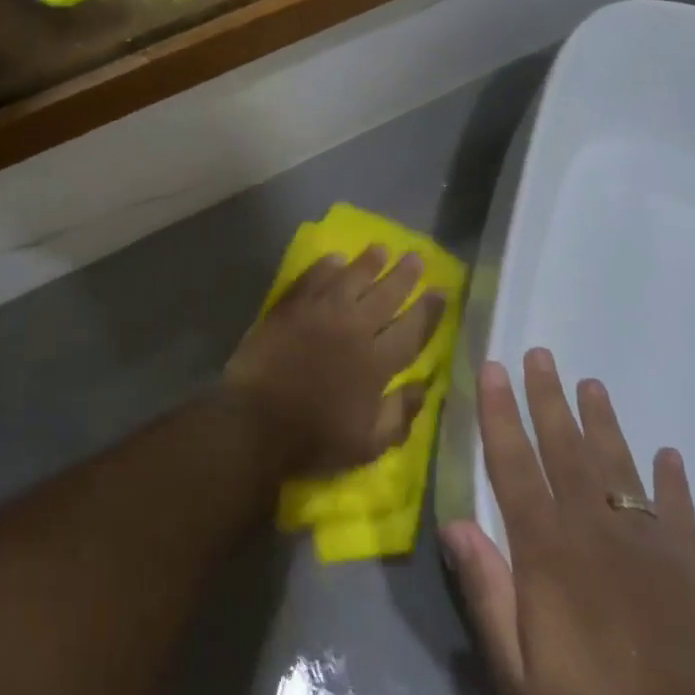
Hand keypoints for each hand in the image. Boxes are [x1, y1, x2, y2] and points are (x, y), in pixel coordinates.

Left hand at [221, 247, 446, 479]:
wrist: (253, 423)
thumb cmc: (313, 439)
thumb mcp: (368, 445)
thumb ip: (400, 415)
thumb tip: (424, 386)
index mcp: (377, 363)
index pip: (412, 330)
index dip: (429, 310)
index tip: (441, 291)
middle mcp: (353, 330)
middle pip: (385, 295)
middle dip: (404, 275)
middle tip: (416, 257)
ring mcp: (319, 314)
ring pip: (350, 279)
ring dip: (368, 263)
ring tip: (381, 248)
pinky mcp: (289, 309)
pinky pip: (312, 279)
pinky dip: (325, 267)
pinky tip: (334, 259)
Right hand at [441, 350, 694, 694]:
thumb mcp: (514, 666)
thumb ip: (485, 589)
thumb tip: (453, 521)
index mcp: (546, 548)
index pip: (514, 463)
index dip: (499, 413)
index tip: (491, 370)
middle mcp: (593, 529)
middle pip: (565, 448)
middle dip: (547, 397)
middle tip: (540, 354)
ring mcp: (645, 543)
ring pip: (617, 465)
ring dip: (602, 421)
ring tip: (591, 383)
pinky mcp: (687, 565)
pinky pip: (679, 510)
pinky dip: (674, 480)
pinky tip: (669, 453)